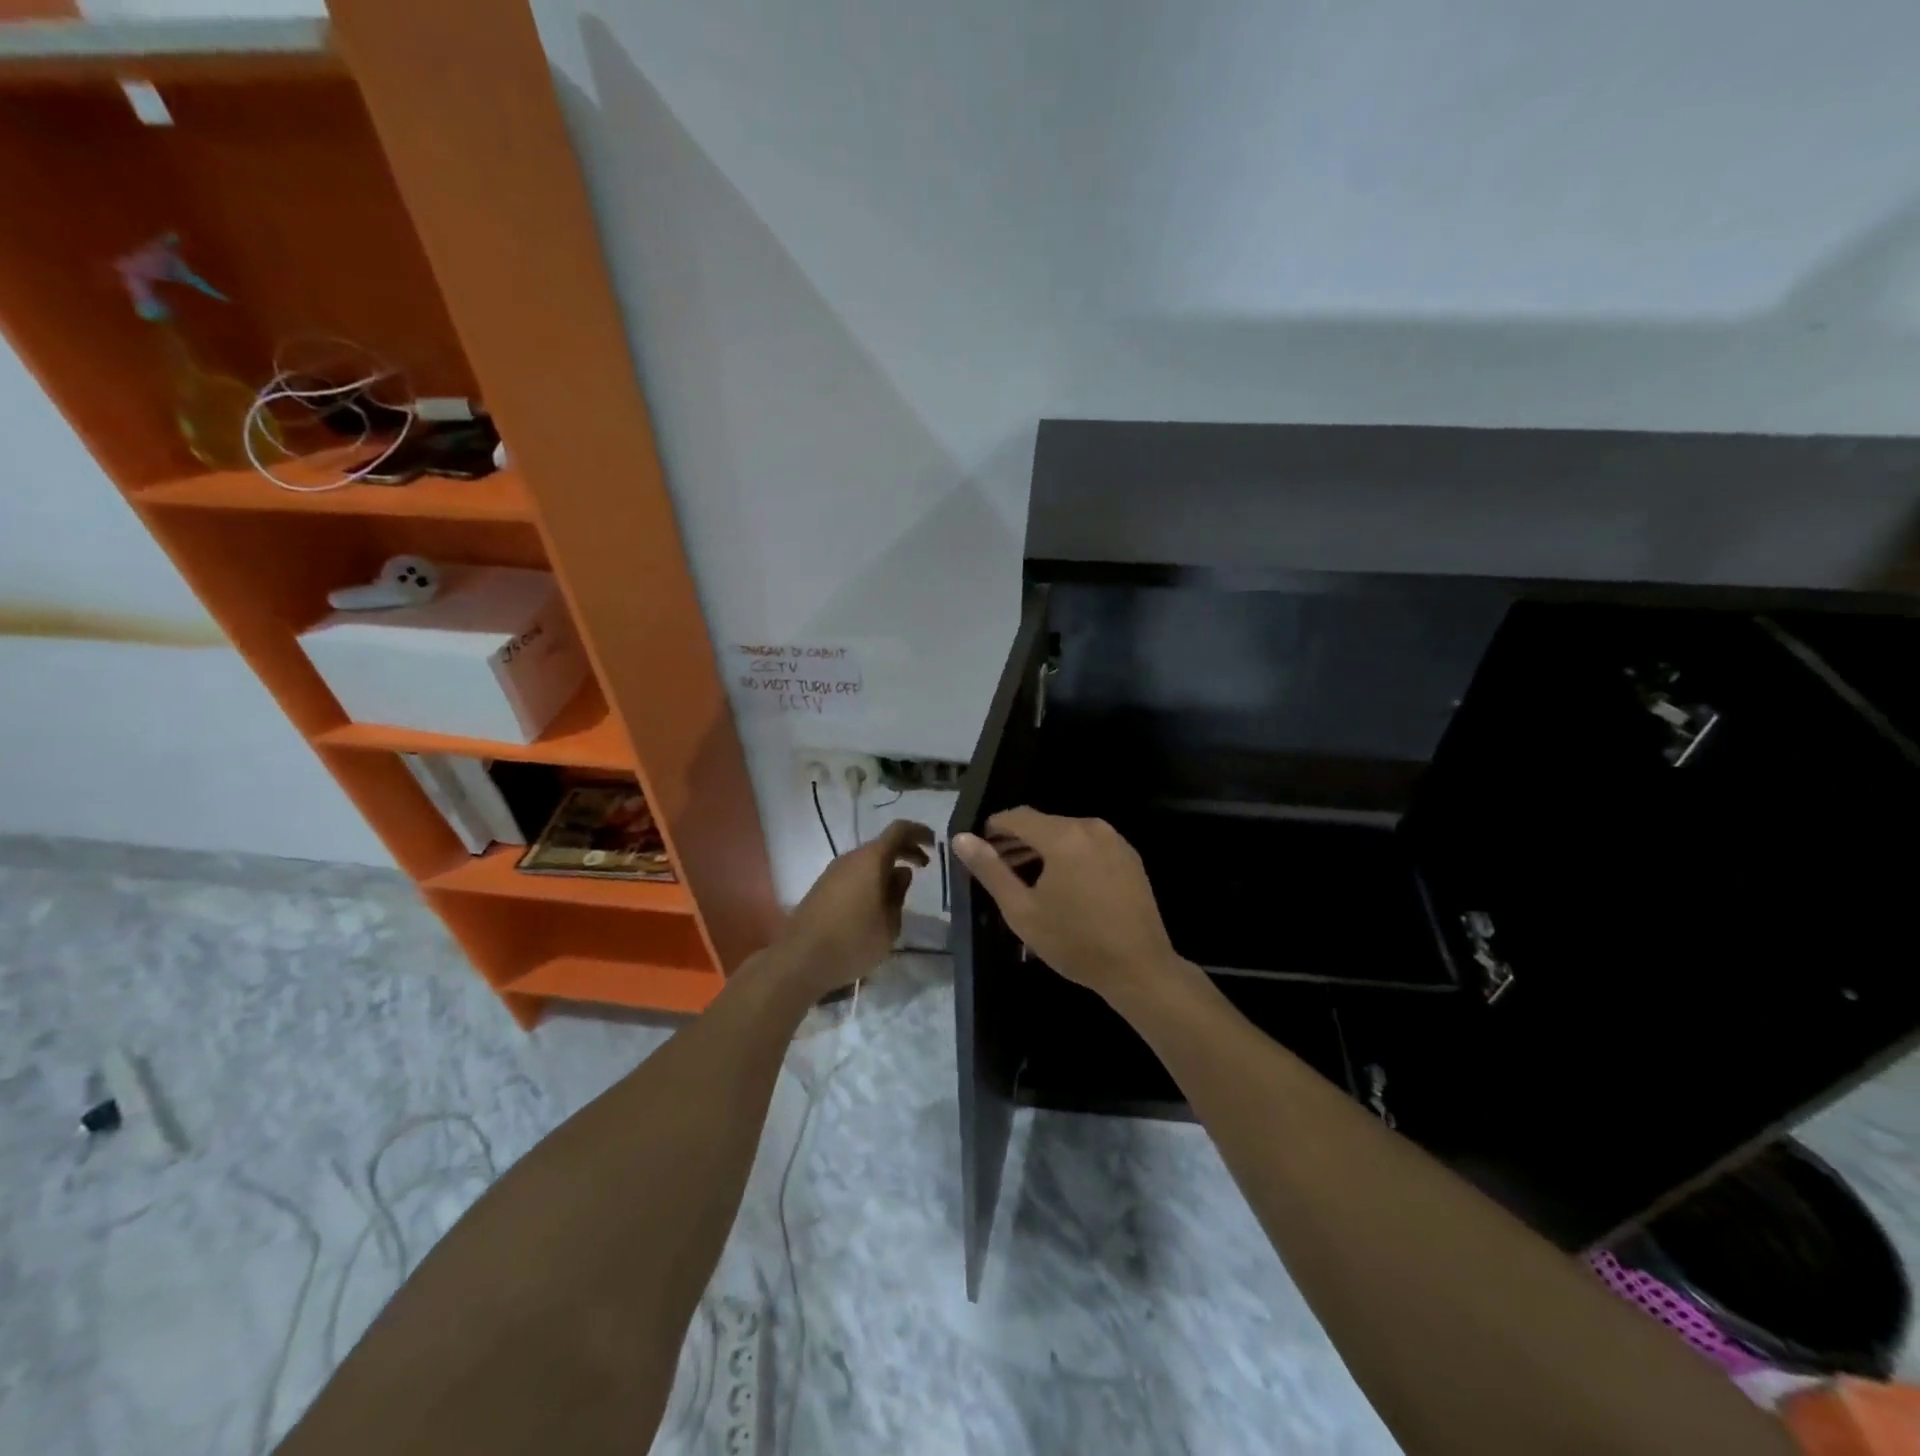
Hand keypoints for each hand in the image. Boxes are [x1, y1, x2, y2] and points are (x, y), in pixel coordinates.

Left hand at [776, 819, 934, 998]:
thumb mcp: (889, 923)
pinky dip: (871, 877)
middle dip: (906, 850)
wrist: (800, 960)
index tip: (934, 843)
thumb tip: (901, 872)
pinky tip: (878, 900)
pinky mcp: (823, 887)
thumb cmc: (853, 941)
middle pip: (882, 843)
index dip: (919, 832)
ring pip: (867, 859)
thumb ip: (899, 893)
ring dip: (887, 866)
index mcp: (870, 859)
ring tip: (902, 888)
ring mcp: (833, 872)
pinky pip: (854, 872)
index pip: (899, 830)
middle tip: (925, 865)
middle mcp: (850, 858)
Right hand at [952, 808, 1186, 1002]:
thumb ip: (990, 870)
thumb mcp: (1022, 910)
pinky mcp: (1129, 857)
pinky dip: (1068, 855)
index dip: (994, 828)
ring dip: (1042, 849)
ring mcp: (1115, 840)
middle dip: (1017, 841)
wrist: (1139, 968)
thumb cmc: (1074, 942)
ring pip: (1067, 833)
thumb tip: (961, 838)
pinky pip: (1088, 845)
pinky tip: (1061, 885)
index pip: (1018, 816)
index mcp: (1063, 836)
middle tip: (997, 868)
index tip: (980, 849)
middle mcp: (1091, 827)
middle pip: (1043, 823)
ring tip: (1024, 879)